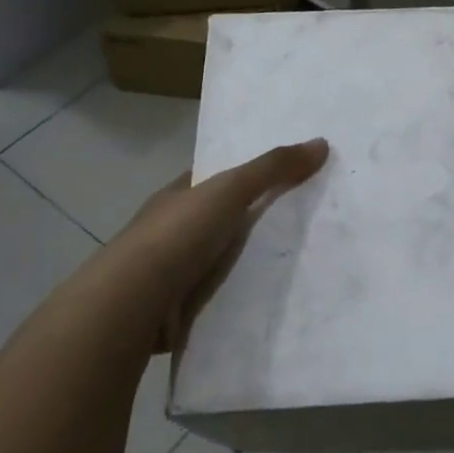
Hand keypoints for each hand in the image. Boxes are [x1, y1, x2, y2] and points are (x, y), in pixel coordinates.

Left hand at [98, 137, 329, 352]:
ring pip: (219, 261)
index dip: (246, 175)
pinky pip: (217, 298)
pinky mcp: (177, 309)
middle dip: (252, 222)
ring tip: (298, 265)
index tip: (284, 177)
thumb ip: (273, 168)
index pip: (214, 179)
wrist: (132, 303)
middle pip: (221, 220)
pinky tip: (270, 301)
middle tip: (304, 223)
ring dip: (246, 264)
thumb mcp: (230, 189)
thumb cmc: (178, 235)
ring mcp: (171, 273)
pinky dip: (238, 298)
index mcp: (177, 196)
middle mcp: (171, 231)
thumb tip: (321, 143)